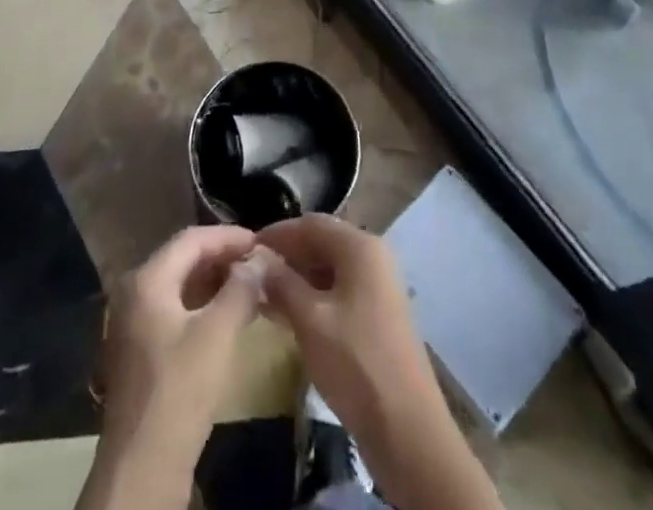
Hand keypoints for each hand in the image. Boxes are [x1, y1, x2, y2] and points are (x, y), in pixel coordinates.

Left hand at [97, 225, 266, 463]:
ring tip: (250, 286)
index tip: (261, 242)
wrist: (142, 467)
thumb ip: (240, 290)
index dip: (228, 237)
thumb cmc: (180, 390)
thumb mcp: (217, 334)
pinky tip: (228, 316)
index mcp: (146, 279)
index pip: (192, 239)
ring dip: (214, 282)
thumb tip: (259, 260)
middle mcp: (134, 292)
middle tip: (258, 263)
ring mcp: (133, 323)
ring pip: (179, 286)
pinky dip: (202, 306)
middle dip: (222, 258)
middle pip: (183, 259)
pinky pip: (174, 310)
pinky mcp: (139, 350)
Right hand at [256, 215, 448, 460]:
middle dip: (286, 256)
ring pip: (329, 269)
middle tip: (251, 273)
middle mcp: (372, 257)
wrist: (407, 429)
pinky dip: (312, 297)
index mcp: (360, 247)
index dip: (277, 233)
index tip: (245, 248)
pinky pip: (339, 292)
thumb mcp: (310, 320)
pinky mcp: (377, 314)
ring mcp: (378, 287)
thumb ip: (282, 283)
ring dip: (297, 279)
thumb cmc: (355, 363)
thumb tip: (257, 260)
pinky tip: (286, 315)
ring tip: (261, 296)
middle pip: (322, 243)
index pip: (311, 224)